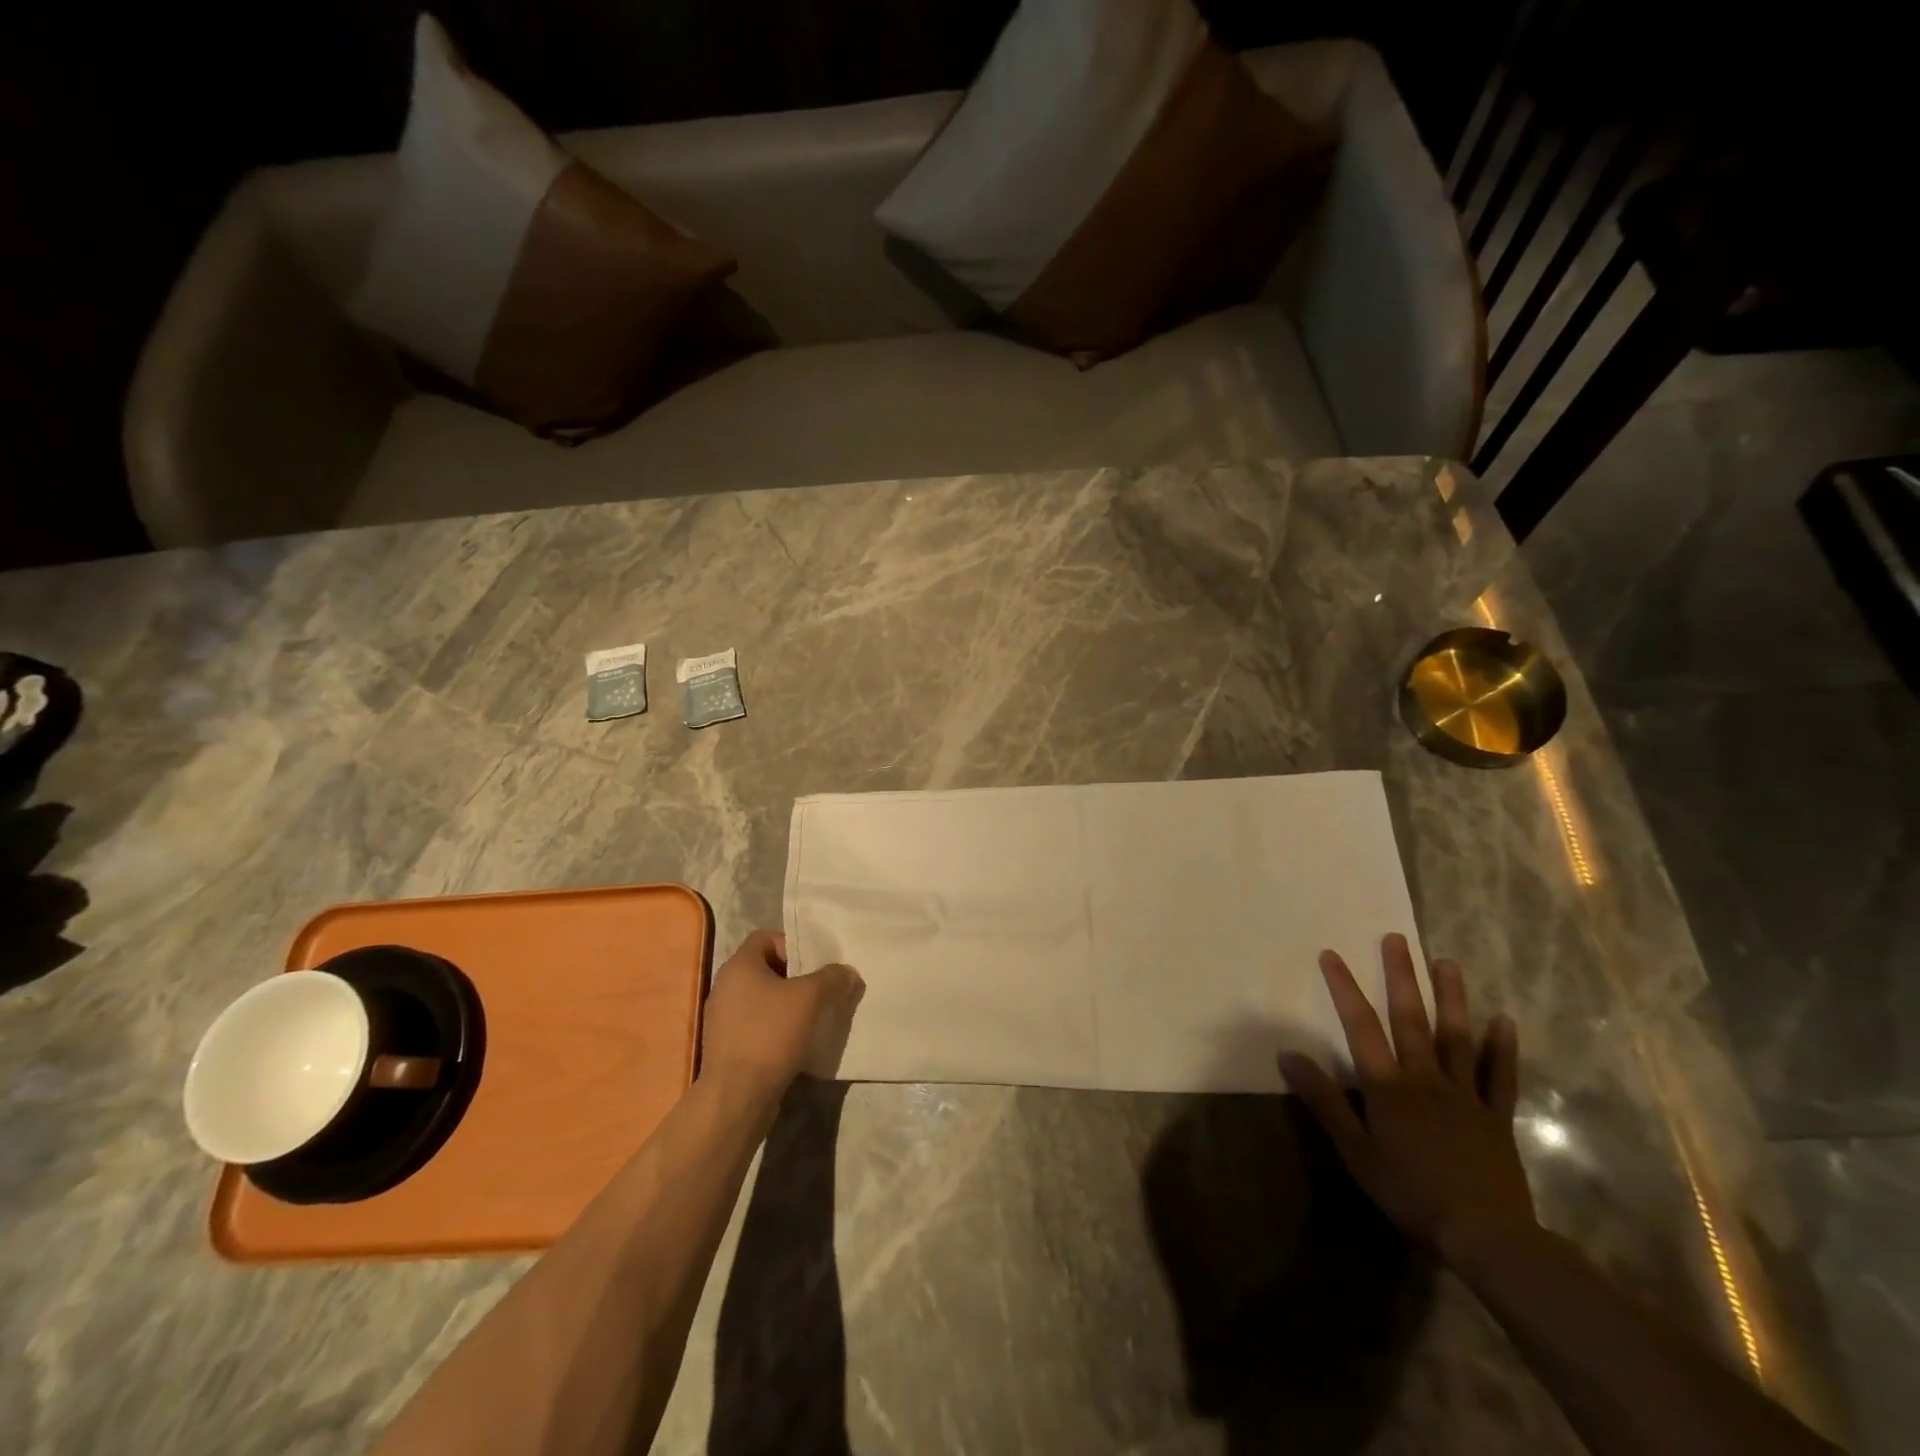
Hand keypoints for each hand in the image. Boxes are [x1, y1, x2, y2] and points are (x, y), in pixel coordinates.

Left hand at [699, 930, 862, 1096]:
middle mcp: (725, 987)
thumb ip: (831, 978)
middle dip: (795, 977)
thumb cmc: (770, 1034)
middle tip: (820, 989)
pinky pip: (756, 1025)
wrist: (737, 1096)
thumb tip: (847, 972)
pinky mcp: (727, 1046)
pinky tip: (796, 1042)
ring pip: (762, 999)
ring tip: (813, 1017)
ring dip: (787, 1005)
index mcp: (739, 966)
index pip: (765, 937)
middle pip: (766, 969)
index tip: (814, 965)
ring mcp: (722, 1019)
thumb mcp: (810, 998)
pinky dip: (776, 1028)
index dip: (792, 944)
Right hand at [1279, 933, 1535, 1263]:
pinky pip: (1501, 1077)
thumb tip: (1287, 1054)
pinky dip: (1504, 1048)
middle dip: (1402, 977)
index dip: (1344, 988)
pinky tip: (1504, 1020)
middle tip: (1397, 939)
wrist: (1488, 1238)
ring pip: (1457, 1037)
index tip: (1331, 954)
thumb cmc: (1410, 1193)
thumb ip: (1323, 1101)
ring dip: (1452, 998)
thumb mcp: (1355, 1152)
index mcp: (1389, 1087)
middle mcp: (1426, 1079)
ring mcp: (1466, 1095)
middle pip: (1411, 1020)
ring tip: (1447, 962)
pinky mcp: (1497, 1118)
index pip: (1360, 1027)